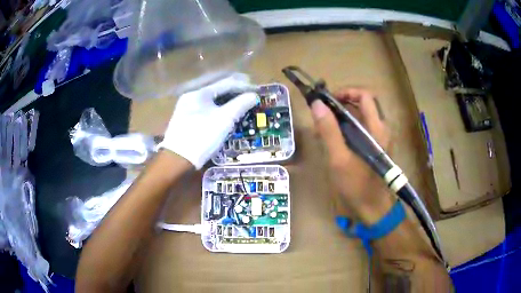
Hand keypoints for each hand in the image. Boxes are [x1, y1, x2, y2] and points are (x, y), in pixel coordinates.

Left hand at [158, 73, 257, 168]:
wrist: (178, 159)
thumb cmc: (202, 137)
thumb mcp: (224, 120)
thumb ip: (240, 105)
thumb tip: (253, 96)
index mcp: (199, 93)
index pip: (225, 83)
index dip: (243, 85)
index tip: (256, 89)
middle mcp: (191, 97)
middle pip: (217, 89)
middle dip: (234, 90)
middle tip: (249, 92)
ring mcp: (186, 108)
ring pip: (210, 99)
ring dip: (226, 98)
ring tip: (240, 101)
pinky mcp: (185, 119)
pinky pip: (205, 107)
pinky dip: (217, 107)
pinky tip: (224, 111)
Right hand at [311, 88, 392, 224]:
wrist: (374, 209)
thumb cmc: (357, 186)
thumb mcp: (339, 159)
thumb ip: (329, 131)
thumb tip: (317, 104)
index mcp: (376, 128)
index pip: (365, 95)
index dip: (346, 91)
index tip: (328, 100)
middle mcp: (381, 129)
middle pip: (363, 103)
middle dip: (342, 103)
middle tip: (323, 112)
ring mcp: (379, 138)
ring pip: (361, 116)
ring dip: (342, 116)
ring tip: (323, 128)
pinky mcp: (375, 147)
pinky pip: (361, 129)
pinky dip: (346, 128)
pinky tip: (333, 141)